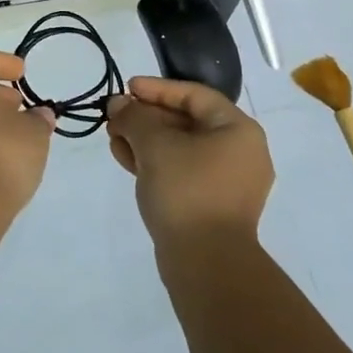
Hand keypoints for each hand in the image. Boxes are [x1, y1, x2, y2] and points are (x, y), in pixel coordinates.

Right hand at [106, 76, 272, 249]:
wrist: (207, 265)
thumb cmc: (187, 191)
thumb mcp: (155, 145)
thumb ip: (134, 117)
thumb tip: (119, 104)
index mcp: (238, 130)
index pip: (194, 95)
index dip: (157, 88)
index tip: (127, 87)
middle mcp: (240, 152)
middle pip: (187, 121)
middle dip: (147, 117)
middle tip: (114, 115)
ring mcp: (228, 182)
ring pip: (181, 148)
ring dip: (146, 140)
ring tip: (113, 138)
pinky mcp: (213, 206)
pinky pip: (182, 171)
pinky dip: (156, 162)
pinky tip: (125, 159)